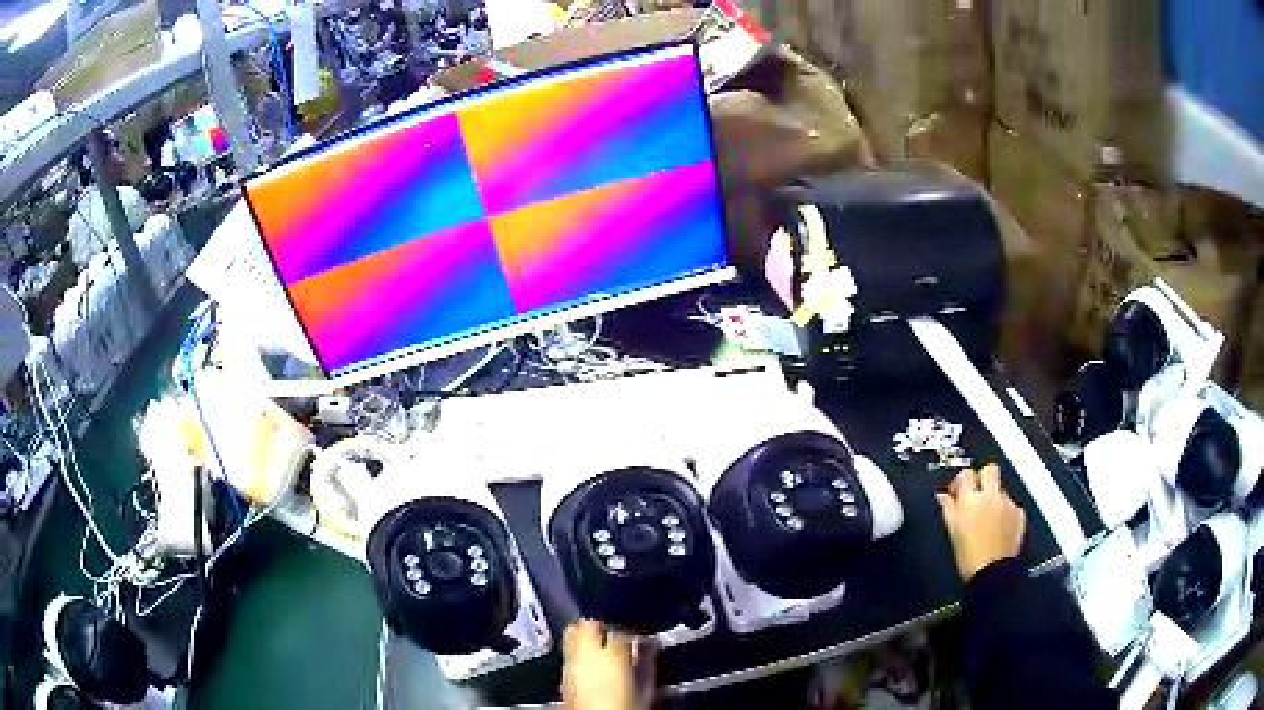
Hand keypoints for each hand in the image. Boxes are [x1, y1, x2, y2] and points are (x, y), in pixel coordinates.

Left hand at [562, 620, 649, 709]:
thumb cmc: (625, 709)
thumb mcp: (646, 689)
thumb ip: (647, 663)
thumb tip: (650, 647)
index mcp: (611, 654)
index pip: (621, 629)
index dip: (632, 631)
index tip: (641, 638)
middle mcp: (586, 654)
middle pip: (589, 624)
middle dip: (603, 626)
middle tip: (618, 635)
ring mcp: (570, 665)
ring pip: (573, 635)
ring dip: (588, 636)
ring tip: (603, 646)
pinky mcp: (563, 677)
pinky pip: (570, 654)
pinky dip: (580, 652)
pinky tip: (593, 664)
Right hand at [936, 464, 1025, 581]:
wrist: (992, 573)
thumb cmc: (967, 556)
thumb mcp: (952, 532)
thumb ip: (948, 509)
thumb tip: (943, 496)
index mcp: (971, 499)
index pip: (966, 474)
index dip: (961, 482)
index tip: (958, 492)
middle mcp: (991, 496)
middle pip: (990, 470)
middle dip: (983, 478)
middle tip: (977, 495)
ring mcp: (1008, 504)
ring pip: (1001, 490)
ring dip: (994, 498)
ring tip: (988, 518)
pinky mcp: (1019, 514)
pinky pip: (1011, 505)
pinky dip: (1005, 512)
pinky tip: (1000, 528)